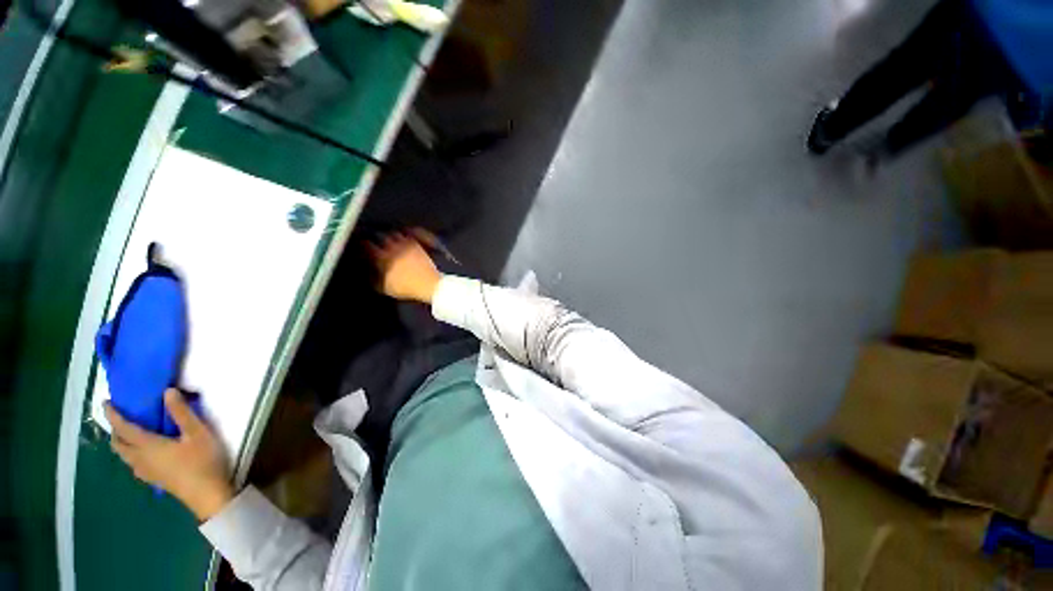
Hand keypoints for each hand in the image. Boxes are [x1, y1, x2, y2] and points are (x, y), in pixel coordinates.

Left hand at [105, 389, 233, 520]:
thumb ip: (182, 413)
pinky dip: (131, 454)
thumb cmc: (202, 460)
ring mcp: (146, 472)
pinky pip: (134, 464)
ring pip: (124, 456)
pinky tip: (144, 454)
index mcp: (147, 446)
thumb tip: (167, 391)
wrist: (207, 494)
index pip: (123, 428)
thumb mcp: (197, 433)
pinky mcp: (154, 479)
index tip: (106, 403)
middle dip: (115, 430)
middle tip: (121, 418)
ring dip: (122, 443)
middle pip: (119, 445)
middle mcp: (140, 458)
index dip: (113, 415)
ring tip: (130, 434)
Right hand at [368, 231, 442, 303]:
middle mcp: (392, 247)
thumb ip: (374, 280)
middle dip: (376, 237)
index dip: (363, 245)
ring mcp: (406, 245)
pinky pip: (408, 235)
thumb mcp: (385, 288)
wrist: (428, 283)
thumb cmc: (406, 288)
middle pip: (380, 236)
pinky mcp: (417, 245)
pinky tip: (403, 237)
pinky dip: (404, 234)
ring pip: (394, 234)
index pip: (367, 246)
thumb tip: (368, 274)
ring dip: (390, 235)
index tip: (361, 245)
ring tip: (389, 238)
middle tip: (375, 240)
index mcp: (382, 258)